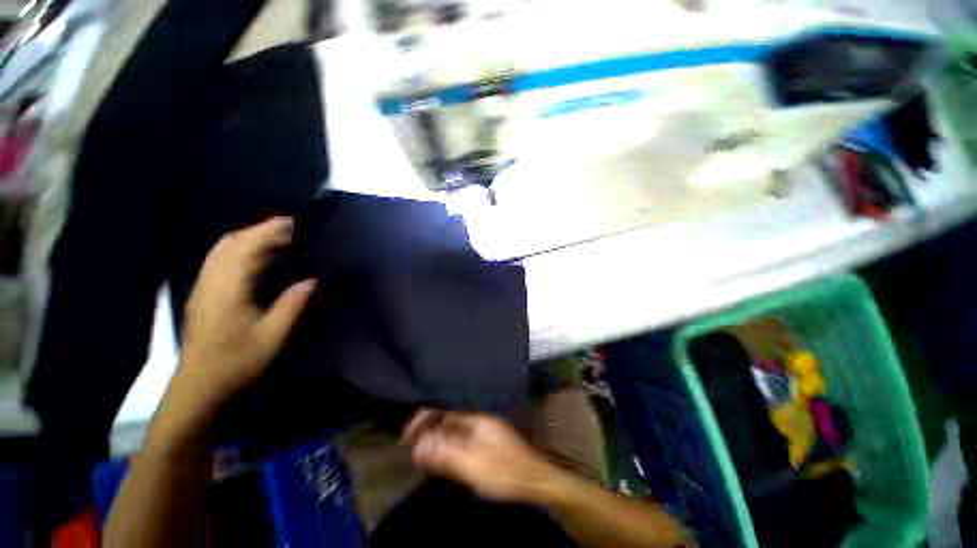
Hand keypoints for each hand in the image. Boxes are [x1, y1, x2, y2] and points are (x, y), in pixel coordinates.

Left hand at [177, 217, 315, 412]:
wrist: (199, 387)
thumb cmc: (237, 363)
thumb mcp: (272, 337)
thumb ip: (292, 306)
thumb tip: (312, 281)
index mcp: (228, 291)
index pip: (246, 249)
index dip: (269, 232)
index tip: (293, 223)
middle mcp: (210, 283)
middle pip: (231, 244)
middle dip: (260, 230)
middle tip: (290, 228)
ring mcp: (202, 288)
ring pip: (221, 250)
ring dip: (248, 237)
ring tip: (276, 237)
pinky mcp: (201, 295)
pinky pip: (218, 261)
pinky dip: (237, 249)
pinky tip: (253, 256)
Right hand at [402, 409, 565, 503]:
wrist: (535, 479)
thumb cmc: (505, 471)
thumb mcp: (473, 465)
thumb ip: (445, 454)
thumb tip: (417, 447)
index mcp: (474, 417)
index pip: (442, 408)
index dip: (422, 417)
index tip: (405, 433)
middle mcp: (476, 418)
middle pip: (445, 416)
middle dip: (426, 427)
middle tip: (408, 444)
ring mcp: (480, 428)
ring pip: (451, 427)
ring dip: (434, 437)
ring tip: (418, 451)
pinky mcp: (483, 441)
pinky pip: (458, 437)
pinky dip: (445, 444)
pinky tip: (438, 455)